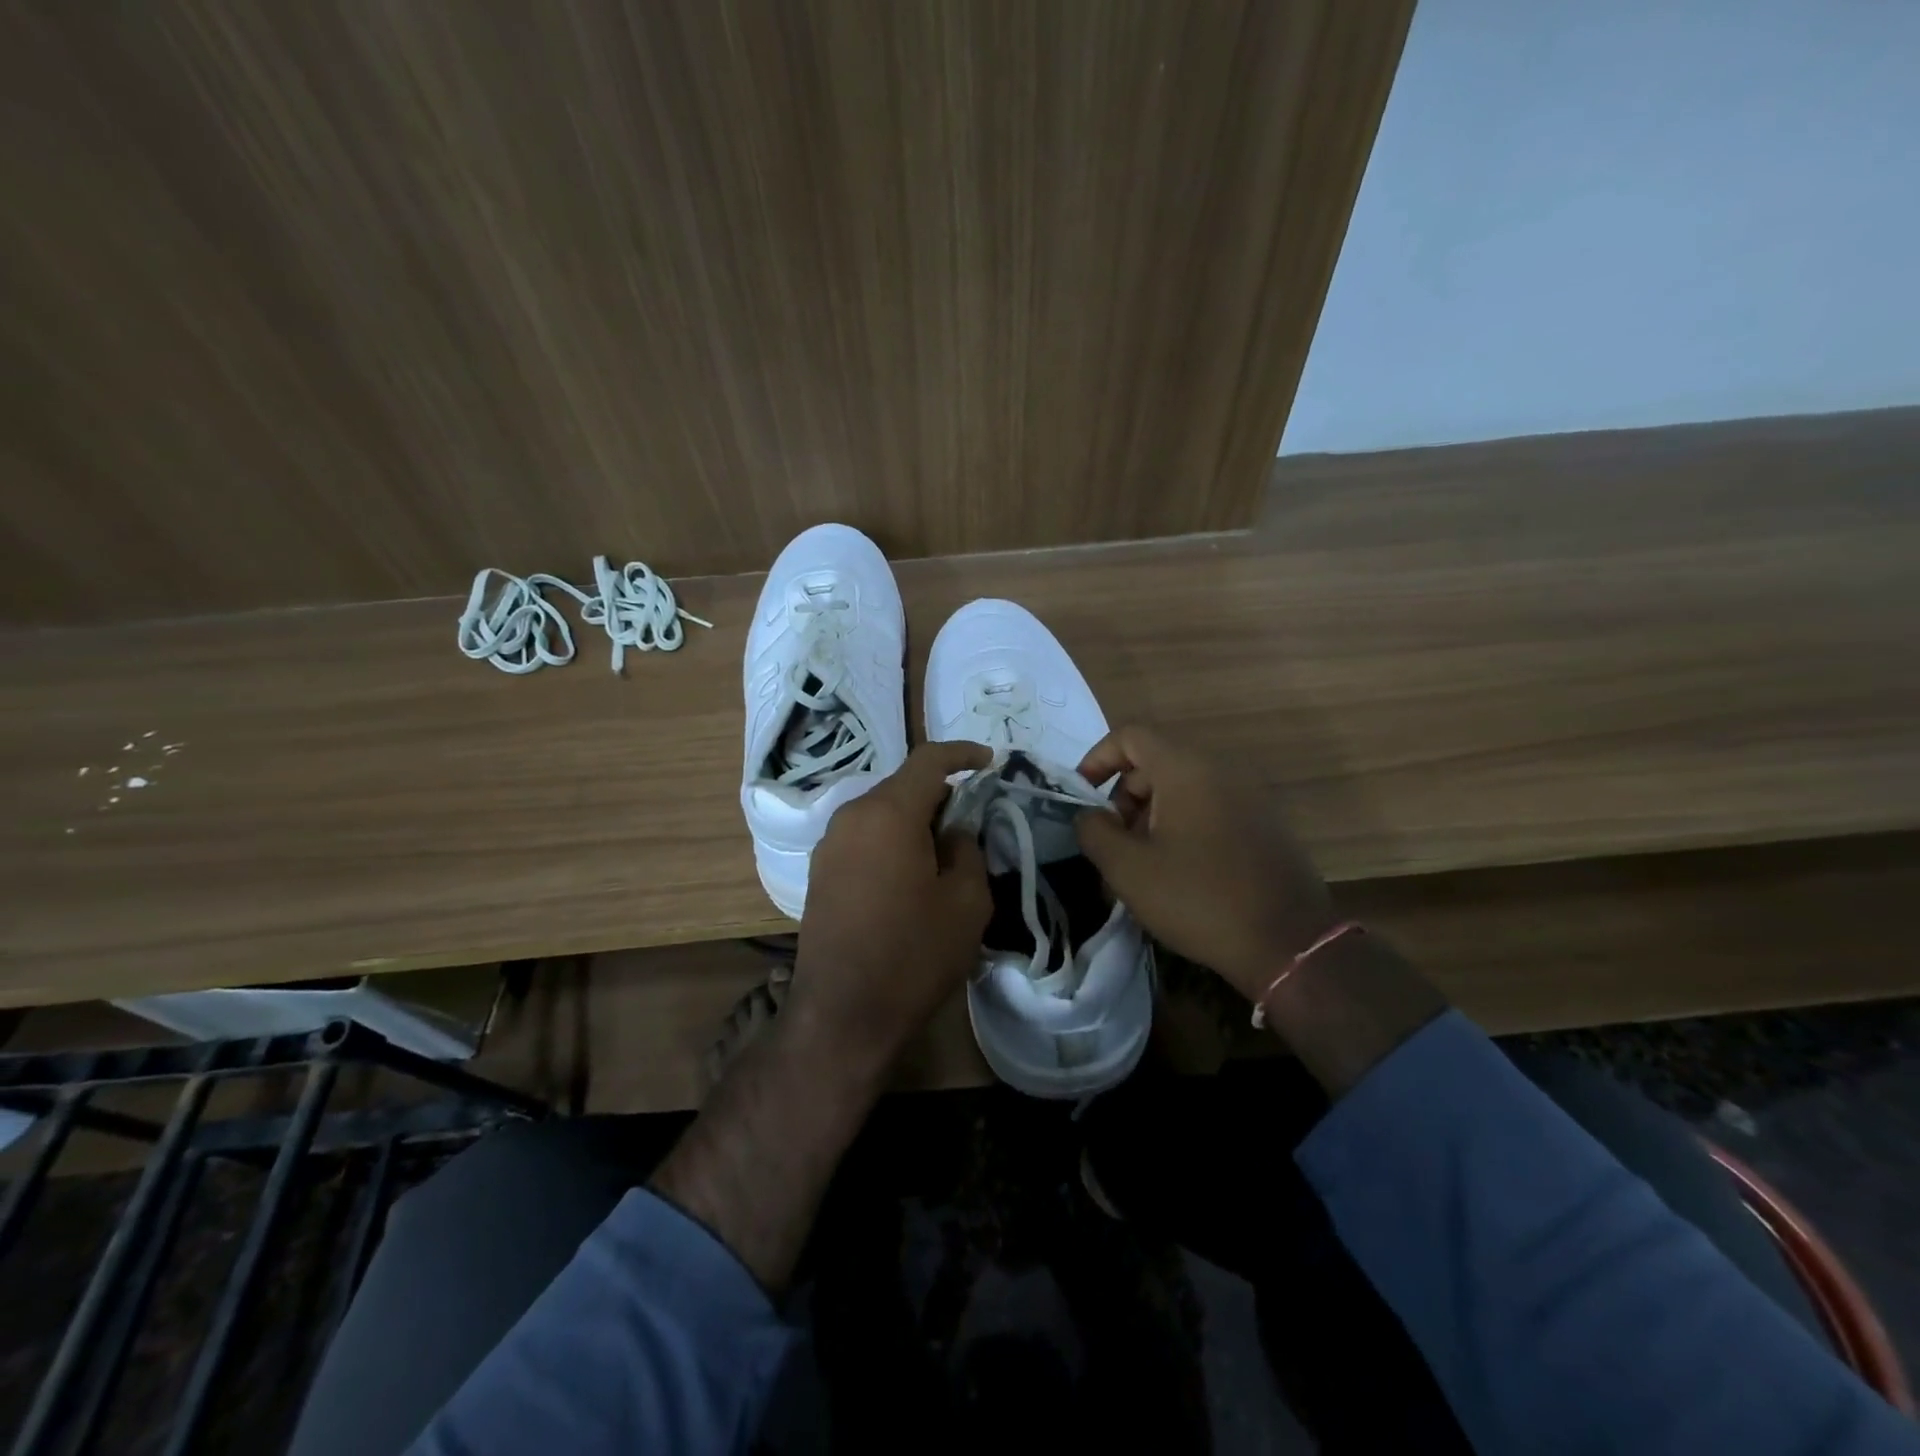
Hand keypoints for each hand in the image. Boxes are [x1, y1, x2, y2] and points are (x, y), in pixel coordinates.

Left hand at [789, 740, 993, 1071]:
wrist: (842, 1014)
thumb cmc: (913, 954)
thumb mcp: (966, 901)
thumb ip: (967, 850)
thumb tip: (953, 832)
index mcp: (888, 813)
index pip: (928, 761)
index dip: (962, 754)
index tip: (988, 762)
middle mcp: (851, 817)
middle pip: (902, 786)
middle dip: (940, 794)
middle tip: (973, 819)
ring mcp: (829, 845)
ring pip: (881, 812)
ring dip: (914, 820)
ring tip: (944, 851)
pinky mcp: (820, 872)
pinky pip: (864, 837)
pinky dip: (892, 840)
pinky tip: (911, 873)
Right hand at [1075, 726, 1337, 1002]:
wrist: (1289, 944)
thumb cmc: (1199, 898)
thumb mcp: (1128, 868)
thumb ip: (1094, 831)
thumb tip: (1089, 815)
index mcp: (1186, 768)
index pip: (1131, 735)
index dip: (1097, 759)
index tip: (1082, 797)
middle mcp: (1220, 768)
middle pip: (1155, 762)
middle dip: (1123, 797)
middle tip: (1113, 842)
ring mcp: (1248, 794)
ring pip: (1182, 787)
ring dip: (1150, 815)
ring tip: (1141, 864)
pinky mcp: (1264, 822)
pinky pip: (1209, 806)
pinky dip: (1182, 824)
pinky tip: (1177, 870)